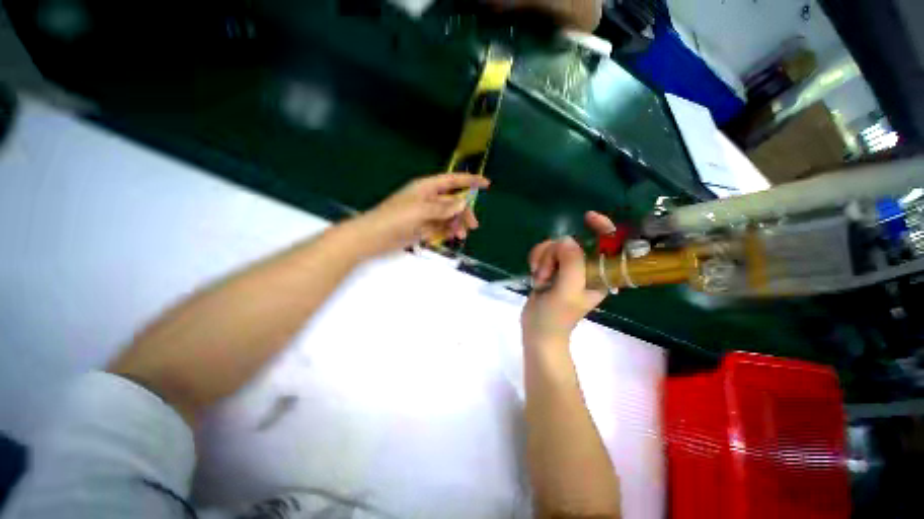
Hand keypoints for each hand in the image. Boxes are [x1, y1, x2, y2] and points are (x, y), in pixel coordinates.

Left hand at [353, 173, 489, 255]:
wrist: (374, 237)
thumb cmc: (395, 219)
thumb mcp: (420, 210)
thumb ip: (443, 207)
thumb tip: (463, 202)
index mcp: (426, 188)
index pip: (452, 181)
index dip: (469, 181)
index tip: (486, 184)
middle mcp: (428, 199)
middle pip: (453, 201)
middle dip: (464, 211)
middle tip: (472, 225)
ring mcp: (426, 214)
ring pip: (448, 216)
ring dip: (456, 224)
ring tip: (460, 235)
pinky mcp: (423, 227)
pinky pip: (441, 227)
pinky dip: (448, 230)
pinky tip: (451, 237)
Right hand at [521, 211, 616, 347]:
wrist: (538, 330)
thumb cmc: (556, 317)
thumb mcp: (567, 291)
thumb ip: (571, 264)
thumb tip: (566, 239)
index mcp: (600, 274)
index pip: (609, 244)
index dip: (603, 227)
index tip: (587, 217)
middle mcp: (586, 268)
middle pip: (572, 242)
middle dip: (554, 253)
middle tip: (547, 273)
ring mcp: (567, 267)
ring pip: (554, 246)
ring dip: (542, 259)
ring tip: (540, 278)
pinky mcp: (552, 268)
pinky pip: (544, 252)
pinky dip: (536, 260)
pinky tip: (535, 274)